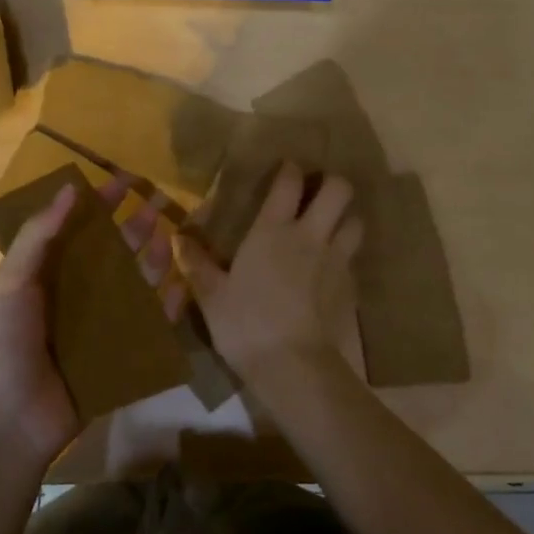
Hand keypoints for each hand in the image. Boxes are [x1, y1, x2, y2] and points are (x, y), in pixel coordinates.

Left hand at [0, 174, 189, 471]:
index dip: (101, 204)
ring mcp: (100, 326)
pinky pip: (150, 327)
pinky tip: (181, 286)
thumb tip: (70, 187)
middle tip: (163, 201)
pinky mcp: (120, 356)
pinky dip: (166, 307)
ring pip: (135, 284)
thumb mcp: (11, 283)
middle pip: (113, 253)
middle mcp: (76, 294)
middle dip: (136, 225)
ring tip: (169, 234)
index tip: (126, 180)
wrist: (6, 423)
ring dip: (153, 258)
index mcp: (47, 274)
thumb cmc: (2, 345)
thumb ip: (38, 236)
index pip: (79, 229)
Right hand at [177, 163, 362, 384]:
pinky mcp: (350, 287)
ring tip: (332, 227)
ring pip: (356, 222)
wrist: (293, 365)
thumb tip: (177, 239)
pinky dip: (346, 257)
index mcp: (273, 231)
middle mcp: (310, 236)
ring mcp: (336, 261)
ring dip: (346, 219)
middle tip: (318, 192)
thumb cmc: (246, 324)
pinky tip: (332, 270)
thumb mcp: (211, 296)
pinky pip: (354, 260)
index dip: (290, 170)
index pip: (289, 183)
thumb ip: (197, 264)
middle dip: (333, 183)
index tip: (287, 168)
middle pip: (339, 190)